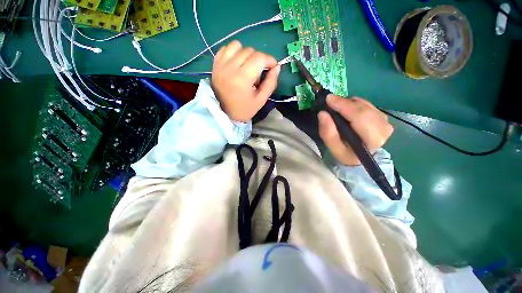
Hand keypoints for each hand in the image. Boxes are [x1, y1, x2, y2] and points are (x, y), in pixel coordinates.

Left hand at [211, 40, 280, 121]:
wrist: (223, 113)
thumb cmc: (244, 109)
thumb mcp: (261, 100)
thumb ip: (271, 83)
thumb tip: (277, 67)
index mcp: (242, 78)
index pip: (260, 58)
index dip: (270, 60)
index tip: (273, 67)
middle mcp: (230, 67)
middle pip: (250, 51)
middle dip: (259, 60)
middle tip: (257, 74)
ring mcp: (221, 64)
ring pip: (238, 46)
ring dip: (246, 54)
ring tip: (247, 67)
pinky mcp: (215, 64)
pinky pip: (226, 48)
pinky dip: (234, 52)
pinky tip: (237, 63)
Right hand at [318, 95, 392, 165]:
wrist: (360, 156)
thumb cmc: (346, 153)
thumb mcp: (334, 148)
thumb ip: (328, 133)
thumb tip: (322, 113)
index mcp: (372, 139)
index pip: (360, 117)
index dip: (344, 106)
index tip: (328, 99)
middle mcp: (383, 128)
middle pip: (363, 108)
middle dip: (345, 103)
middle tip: (330, 101)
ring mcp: (385, 121)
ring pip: (365, 104)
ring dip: (349, 104)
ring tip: (337, 108)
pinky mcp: (382, 116)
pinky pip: (367, 104)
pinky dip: (354, 104)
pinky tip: (347, 110)